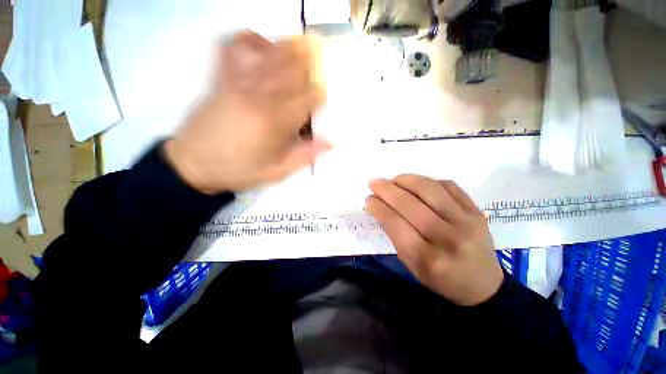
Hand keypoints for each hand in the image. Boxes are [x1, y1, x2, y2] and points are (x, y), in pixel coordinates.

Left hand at [164, 31, 330, 193]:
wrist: (193, 164)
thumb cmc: (239, 170)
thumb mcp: (276, 172)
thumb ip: (304, 156)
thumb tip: (331, 143)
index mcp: (274, 121)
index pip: (308, 96)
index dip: (321, 94)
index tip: (324, 98)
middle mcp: (258, 95)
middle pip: (293, 67)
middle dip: (312, 64)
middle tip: (323, 65)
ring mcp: (237, 82)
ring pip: (270, 53)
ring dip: (292, 48)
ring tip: (305, 47)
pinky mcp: (221, 78)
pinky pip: (235, 48)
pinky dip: (252, 40)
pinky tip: (264, 46)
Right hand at [366, 175, 502, 305]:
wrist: (482, 285)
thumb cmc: (439, 278)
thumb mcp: (410, 264)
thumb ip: (395, 234)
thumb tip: (380, 206)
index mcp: (427, 258)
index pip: (396, 224)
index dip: (379, 207)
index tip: (369, 198)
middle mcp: (448, 238)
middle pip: (410, 205)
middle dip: (387, 190)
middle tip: (374, 182)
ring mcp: (467, 222)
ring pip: (430, 190)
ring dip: (406, 180)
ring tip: (393, 179)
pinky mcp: (477, 212)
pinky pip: (449, 186)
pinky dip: (428, 181)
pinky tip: (417, 184)